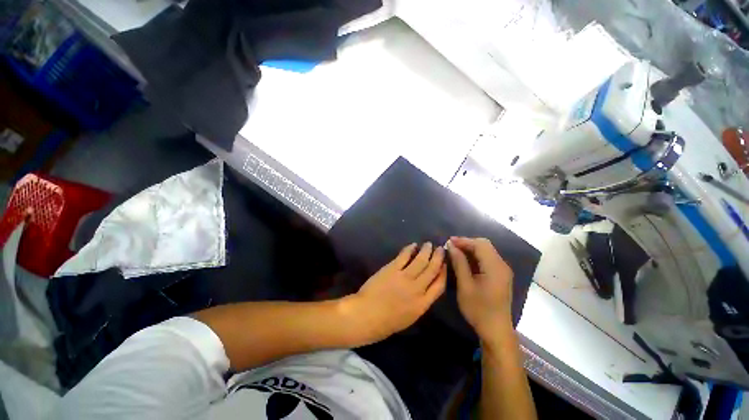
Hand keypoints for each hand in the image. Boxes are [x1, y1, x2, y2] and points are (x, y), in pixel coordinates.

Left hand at [340, 243, 446, 345]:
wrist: (366, 316)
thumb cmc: (386, 323)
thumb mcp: (409, 318)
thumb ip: (419, 303)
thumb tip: (423, 289)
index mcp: (422, 304)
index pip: (439, 285)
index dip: (443, 273)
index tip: (445, 264)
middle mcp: (417, 289)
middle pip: (432, 270)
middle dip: (438, 258)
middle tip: (441, 249)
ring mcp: (404, 277)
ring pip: (420, 261)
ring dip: (426, 251)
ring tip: (429, 244)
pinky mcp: (392, 269)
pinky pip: (404, 256)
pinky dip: (410, 249)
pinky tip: (413, 245)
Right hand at [447, 237, 513, 341]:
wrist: (496, 330)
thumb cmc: (479, 309)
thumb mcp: (465, 286)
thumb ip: (459, 263)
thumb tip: (451, 246)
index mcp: (495, 267)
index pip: (480, 245)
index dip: (464, 240)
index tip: (448, 241)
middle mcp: (502, 265)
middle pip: (485, 245)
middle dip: (467, 243)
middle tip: (451, 246)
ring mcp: (503, 270)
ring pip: (486, 251)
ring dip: (471, 249)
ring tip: (455, 252)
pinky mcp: (500, 276)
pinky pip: (487, 259)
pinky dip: (475, 256)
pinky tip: (464, 261)